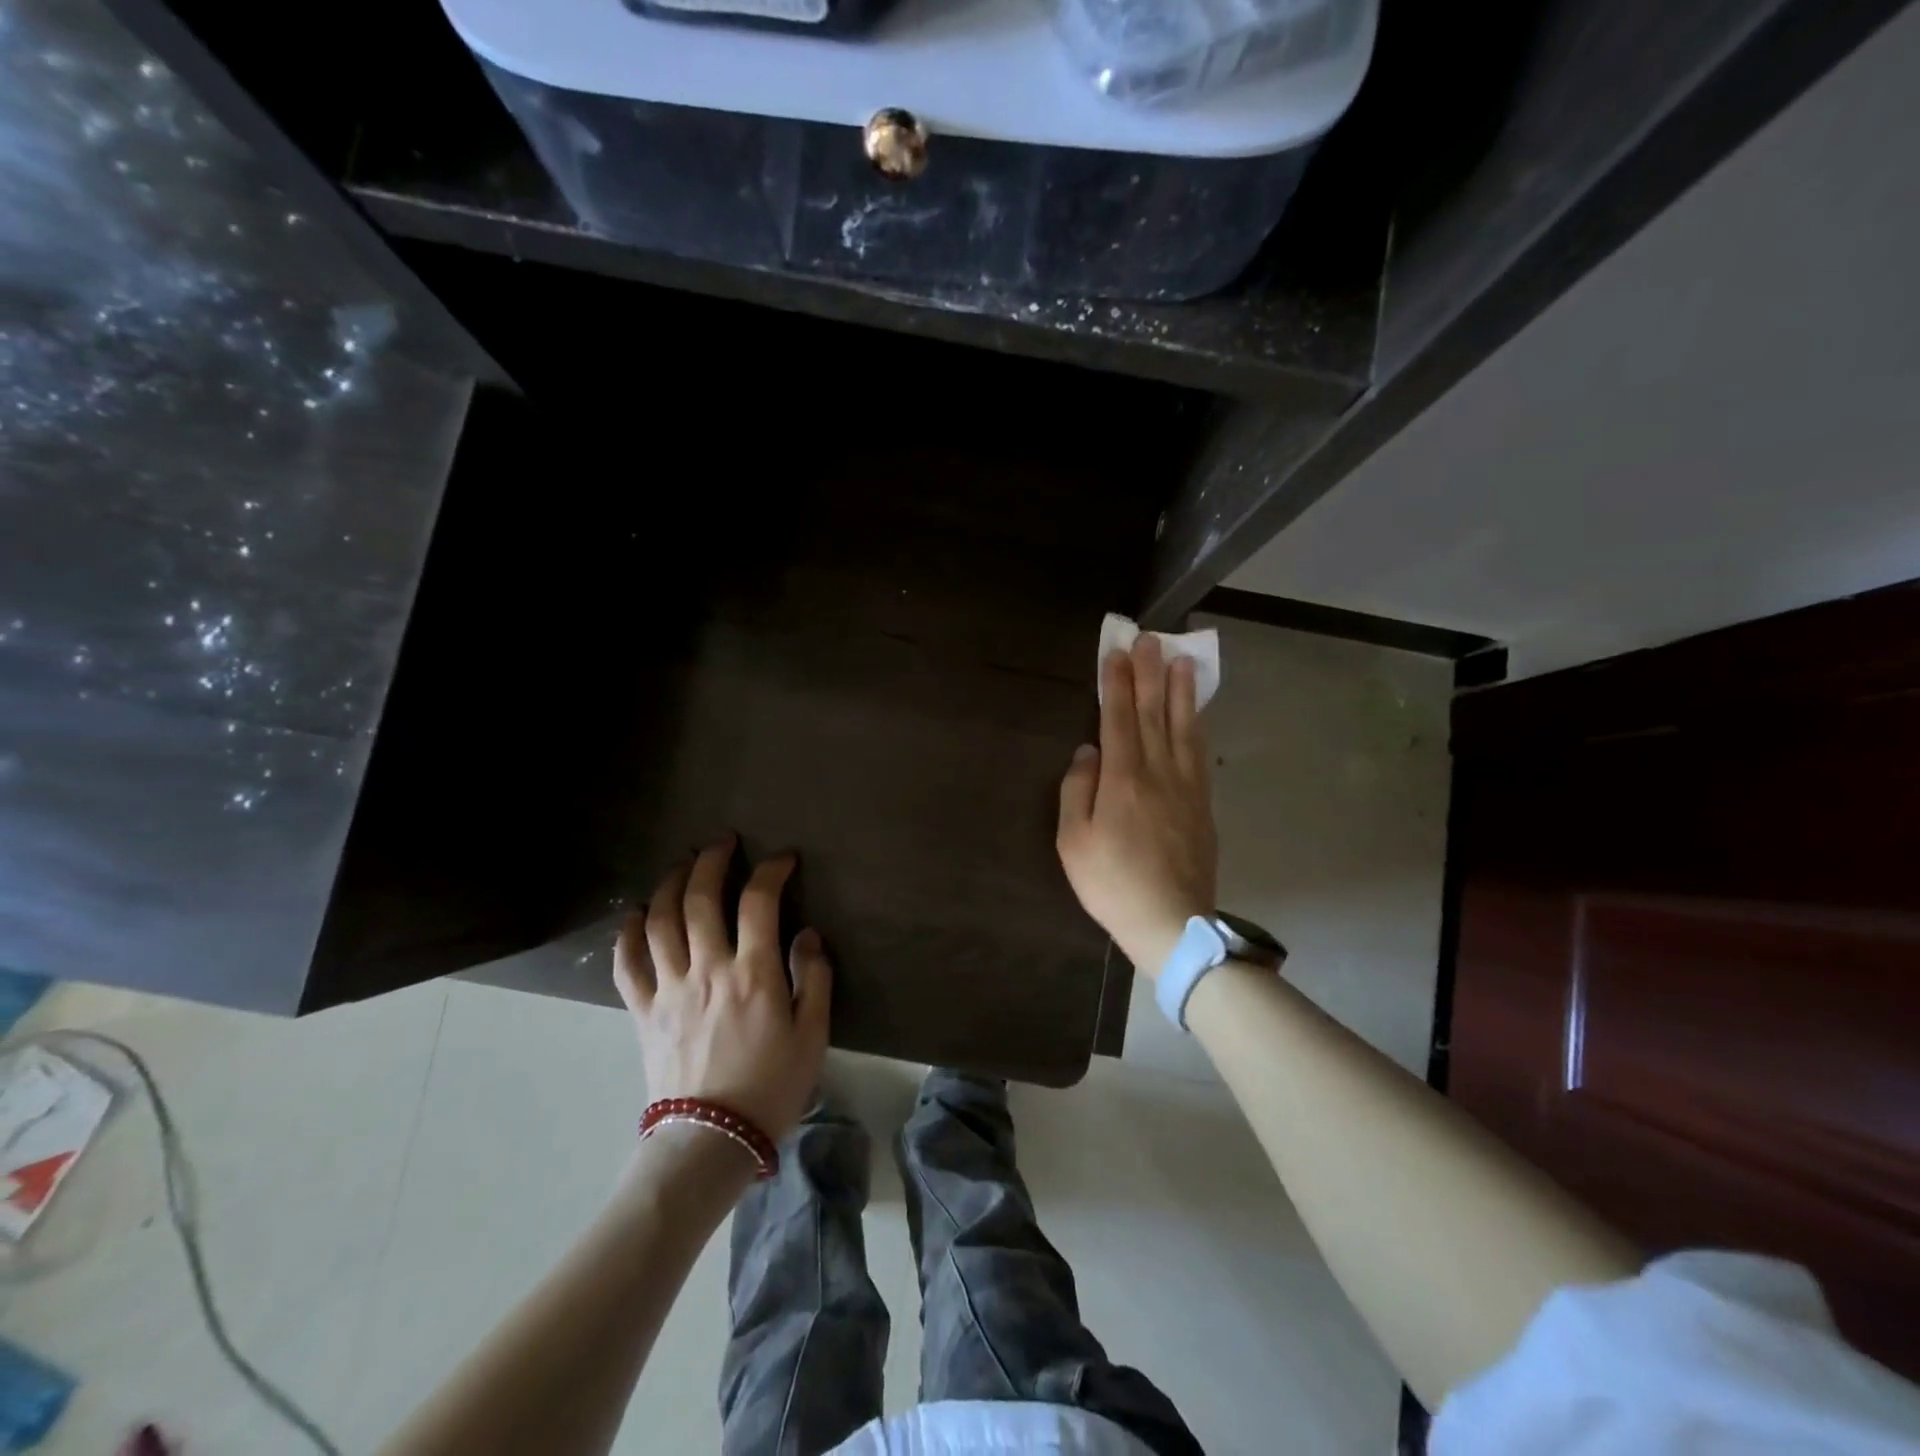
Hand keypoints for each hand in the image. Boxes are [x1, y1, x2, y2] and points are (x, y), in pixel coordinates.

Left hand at [613, 835, 831, 1141]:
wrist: (710, 1141)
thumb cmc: (771, 1087)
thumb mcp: (813, 1035)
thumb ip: (813, 978)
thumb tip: (807, 934)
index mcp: (753, 973)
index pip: (759, 901)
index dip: (771, 870)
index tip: (783, 859)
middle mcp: (707, 969)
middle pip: (701, 897)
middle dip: (712, 860)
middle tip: (723, 842)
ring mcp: (669, 988)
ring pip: (661, 920)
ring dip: (671, 883)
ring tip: (683, 865)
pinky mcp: (643, 1011)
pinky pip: (627, 964)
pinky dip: (628, 933)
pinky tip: (637, 915)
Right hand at [1056, 634, 1217, 976]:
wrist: (1171, 922)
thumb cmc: (1112, 883)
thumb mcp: (1074, 842)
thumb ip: (1078, 790)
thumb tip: (1088, 750)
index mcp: (1122, 779)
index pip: (1119, 719)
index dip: (1117, 684)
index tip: (1117, 653)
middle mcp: (1157, 772)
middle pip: (1154, 713)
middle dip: (1149, 674)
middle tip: (1150, 639)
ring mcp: (1186, 787)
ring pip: (1183, 728)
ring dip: (1181, 691)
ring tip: (1181, 660)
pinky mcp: (1203, 804)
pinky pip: (1200, 754)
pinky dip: (1198, 726)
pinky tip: (1197, 714)